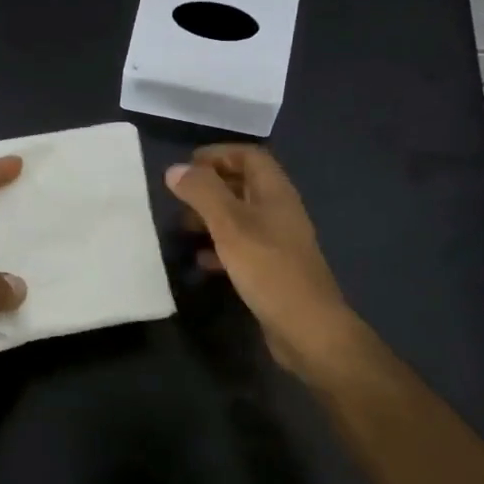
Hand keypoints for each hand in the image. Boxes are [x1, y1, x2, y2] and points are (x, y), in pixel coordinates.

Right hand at [165, 144, 368, 380]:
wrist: (308, 328)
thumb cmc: (269, 269)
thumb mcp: (230, 225)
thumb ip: (202, 193)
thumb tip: (175, 169)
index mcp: (275, 192)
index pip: (249, 156)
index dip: (218, 154)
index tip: (187, 167)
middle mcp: (279, 211)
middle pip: (244, 184)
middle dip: (210, 186)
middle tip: (179, 198)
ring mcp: (278, 242)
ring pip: (240, 217)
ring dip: (212, 217)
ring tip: (183, 227)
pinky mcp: (272, 269)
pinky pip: (242, 247)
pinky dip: (219, 247)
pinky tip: (201, 261)